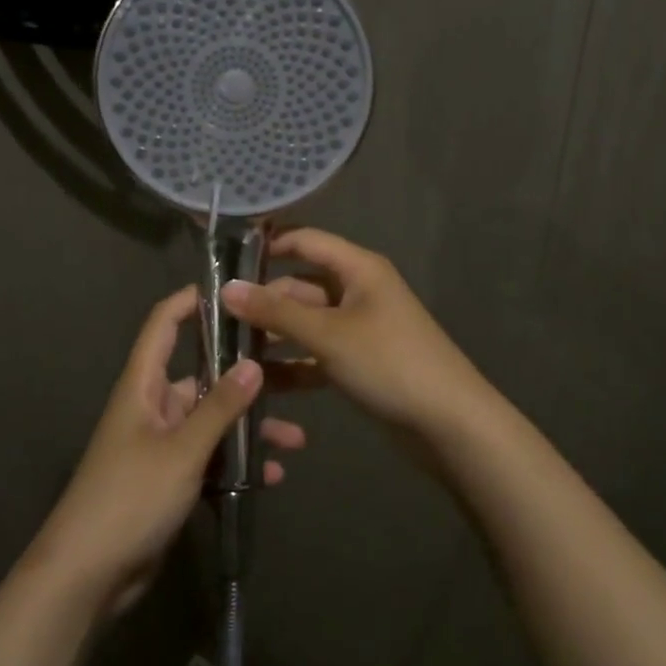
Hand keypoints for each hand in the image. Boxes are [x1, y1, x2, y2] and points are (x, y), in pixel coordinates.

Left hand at [27, 286, 307, 619]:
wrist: (87, 574)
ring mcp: (161, 445)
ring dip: (249, 429)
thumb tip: (253, 365)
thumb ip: (219, 407)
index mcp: (143, 385)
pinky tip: (270, 477)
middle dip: (245, 379)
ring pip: (212, 422)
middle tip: (293, 373)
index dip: (192, 301)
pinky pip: (210, 459)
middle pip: (201, 377)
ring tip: (295, 440)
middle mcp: (152, 407)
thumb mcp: (181, 450)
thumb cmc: (130, 497)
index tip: (234, 292)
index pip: (164, 324)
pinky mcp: (169, 479)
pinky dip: (237, 464)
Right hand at [220, 228, 495, 441]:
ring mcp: (357, 328)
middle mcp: (357, 291)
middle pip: (300, 286)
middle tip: (215, 318)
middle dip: (263, 301)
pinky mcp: (358, 362)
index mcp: (358, 269)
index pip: (306, 241)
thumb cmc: (389, 362)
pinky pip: (316, 354)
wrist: (449, 424)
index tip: (224, 259)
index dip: (268, 245)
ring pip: (305, 323)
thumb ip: (276, 312)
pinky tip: (259, 380)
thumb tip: (226, 288)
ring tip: (227, 351)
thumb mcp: (328, 334)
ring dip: (272, 335)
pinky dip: (292, 364)